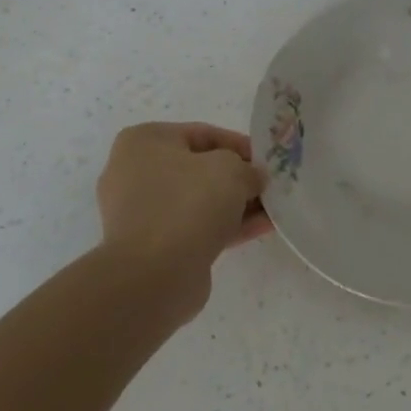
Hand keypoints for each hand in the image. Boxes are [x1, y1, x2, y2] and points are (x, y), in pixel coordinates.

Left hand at [95, 123, 271, 308]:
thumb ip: (248, 168)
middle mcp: (136, 173)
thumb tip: (253, 179)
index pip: (202, 134)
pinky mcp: (155, 246)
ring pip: (200, 200)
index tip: (267, 159)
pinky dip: (227, 225)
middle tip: (270, 184)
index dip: (240, 144)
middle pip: (200, 169)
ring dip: (237, 204)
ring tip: (274, 208)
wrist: (152, 276)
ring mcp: (143, 213)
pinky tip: (263, 227)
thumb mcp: (230, 170)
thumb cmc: (187, 204)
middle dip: (239, 177)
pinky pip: (197, 226)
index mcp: (144, 142)